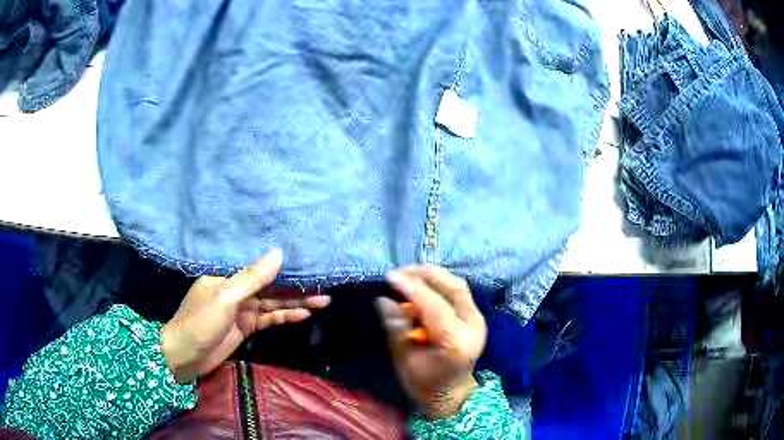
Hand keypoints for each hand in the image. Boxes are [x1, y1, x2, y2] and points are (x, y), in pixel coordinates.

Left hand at [160, 250, 330, 382]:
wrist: (185, 357)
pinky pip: (270, 318)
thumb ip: (252, 278)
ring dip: (297, 302)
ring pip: (274, 302)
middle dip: (297, 286)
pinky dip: (286, 316)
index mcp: (227, 274)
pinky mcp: (246, 327)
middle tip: (324, 284)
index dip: (284, 264)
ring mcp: (243, 309)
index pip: (260, 265)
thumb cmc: (199, 323)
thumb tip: (279, 253)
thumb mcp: (225, 299)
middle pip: (271, 285)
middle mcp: (237, 289)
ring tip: (323, 299)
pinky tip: (304, 314)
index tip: (308, 260)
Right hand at [377, 265, 486, 419]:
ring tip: (409, 275)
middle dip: (424, 275)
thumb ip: (397, 328)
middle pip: (452, 288)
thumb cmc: (425, 384)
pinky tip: (423, 286)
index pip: (433, 305)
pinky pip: (459, 293)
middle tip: (399, 272)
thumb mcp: (404, 360)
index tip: (389, 276)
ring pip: (458, 286)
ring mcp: (478, 320)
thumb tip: (383, 299)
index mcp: (455, 341)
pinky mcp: (477, 318)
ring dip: (434, 276)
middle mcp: (473, 326)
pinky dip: (441, 285)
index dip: (410, 287)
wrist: (453, 394)